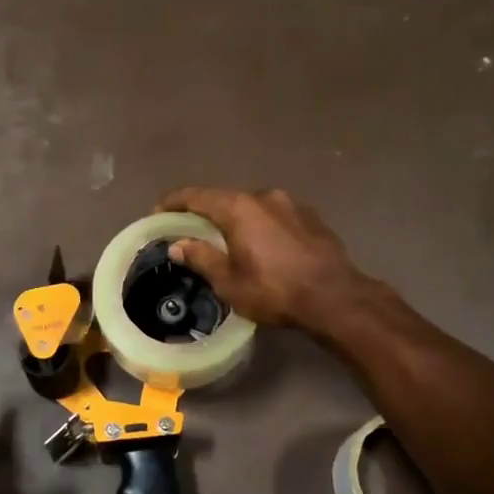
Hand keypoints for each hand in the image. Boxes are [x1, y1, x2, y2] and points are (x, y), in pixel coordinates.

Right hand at [157, 187, 369, 328]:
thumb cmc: (275, 290)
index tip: (158, 212)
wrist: (336, 297)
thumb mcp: (229, 281)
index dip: (173, 202)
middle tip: (189, 229)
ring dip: (235, 219)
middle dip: (204, 212)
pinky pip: (274, 216)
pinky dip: (259, 225)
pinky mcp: (311, 217)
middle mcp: (264, 196)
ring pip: (252, 206)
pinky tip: (260, 245)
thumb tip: (178, 245)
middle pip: (225, 198)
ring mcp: (291, 204)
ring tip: (226, 239)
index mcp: (238, 208)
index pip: (196, 196)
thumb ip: (201, 258)